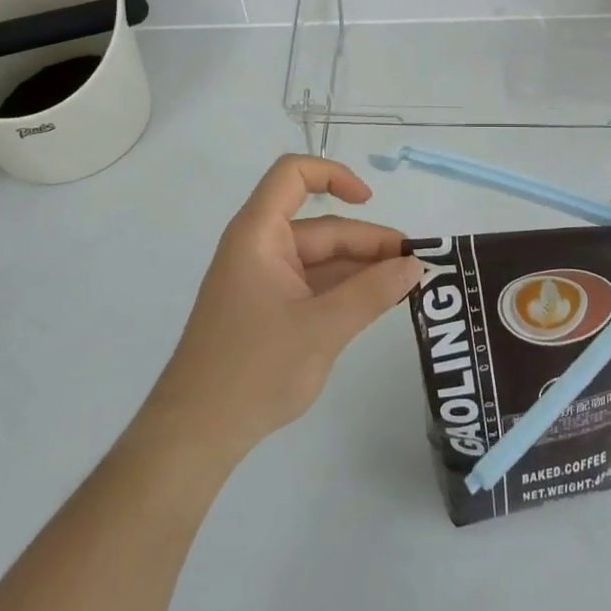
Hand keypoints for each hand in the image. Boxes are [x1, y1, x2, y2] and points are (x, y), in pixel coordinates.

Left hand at [147, 156, 423, 460]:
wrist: (195, 435)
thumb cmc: (254, 370)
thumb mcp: (323, 328)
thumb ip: (373, 293)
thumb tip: (415, 265)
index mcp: (259, 235)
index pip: (293, 175)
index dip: (334, 175)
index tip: (370, 201)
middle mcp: (260, 248)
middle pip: (321, 226)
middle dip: (367, 242)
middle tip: (415, 264)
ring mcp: (262, 280)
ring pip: (320, 259)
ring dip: (361, 268)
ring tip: (406, 284)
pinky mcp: (267, 310)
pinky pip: (312, 285)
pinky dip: (344, 290)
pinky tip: (376, 302)